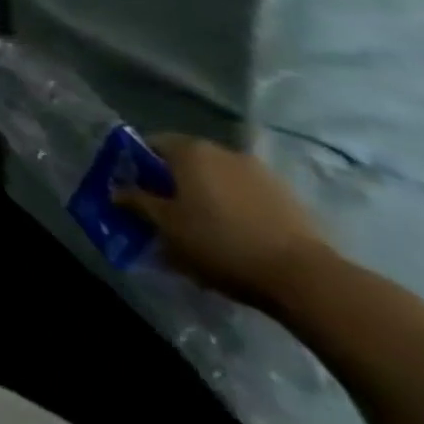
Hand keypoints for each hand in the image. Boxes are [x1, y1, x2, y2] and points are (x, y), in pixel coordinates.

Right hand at [115, 135, 331, 310]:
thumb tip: (116, 190)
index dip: (138, 166)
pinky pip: (247, 196)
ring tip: (204, 229)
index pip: (151, 144)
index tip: (135, 192)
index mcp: (190, 150)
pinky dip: (236, 208)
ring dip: (207, 196)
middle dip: (174, 183)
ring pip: (219, 179)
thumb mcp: (167, 226)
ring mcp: (261, 173)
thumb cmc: (221, 243)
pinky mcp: (289, 198)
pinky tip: (237, 236)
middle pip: (186, 161)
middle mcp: (223, 151)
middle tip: (167, 213)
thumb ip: (136, 202)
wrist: (307, 279)